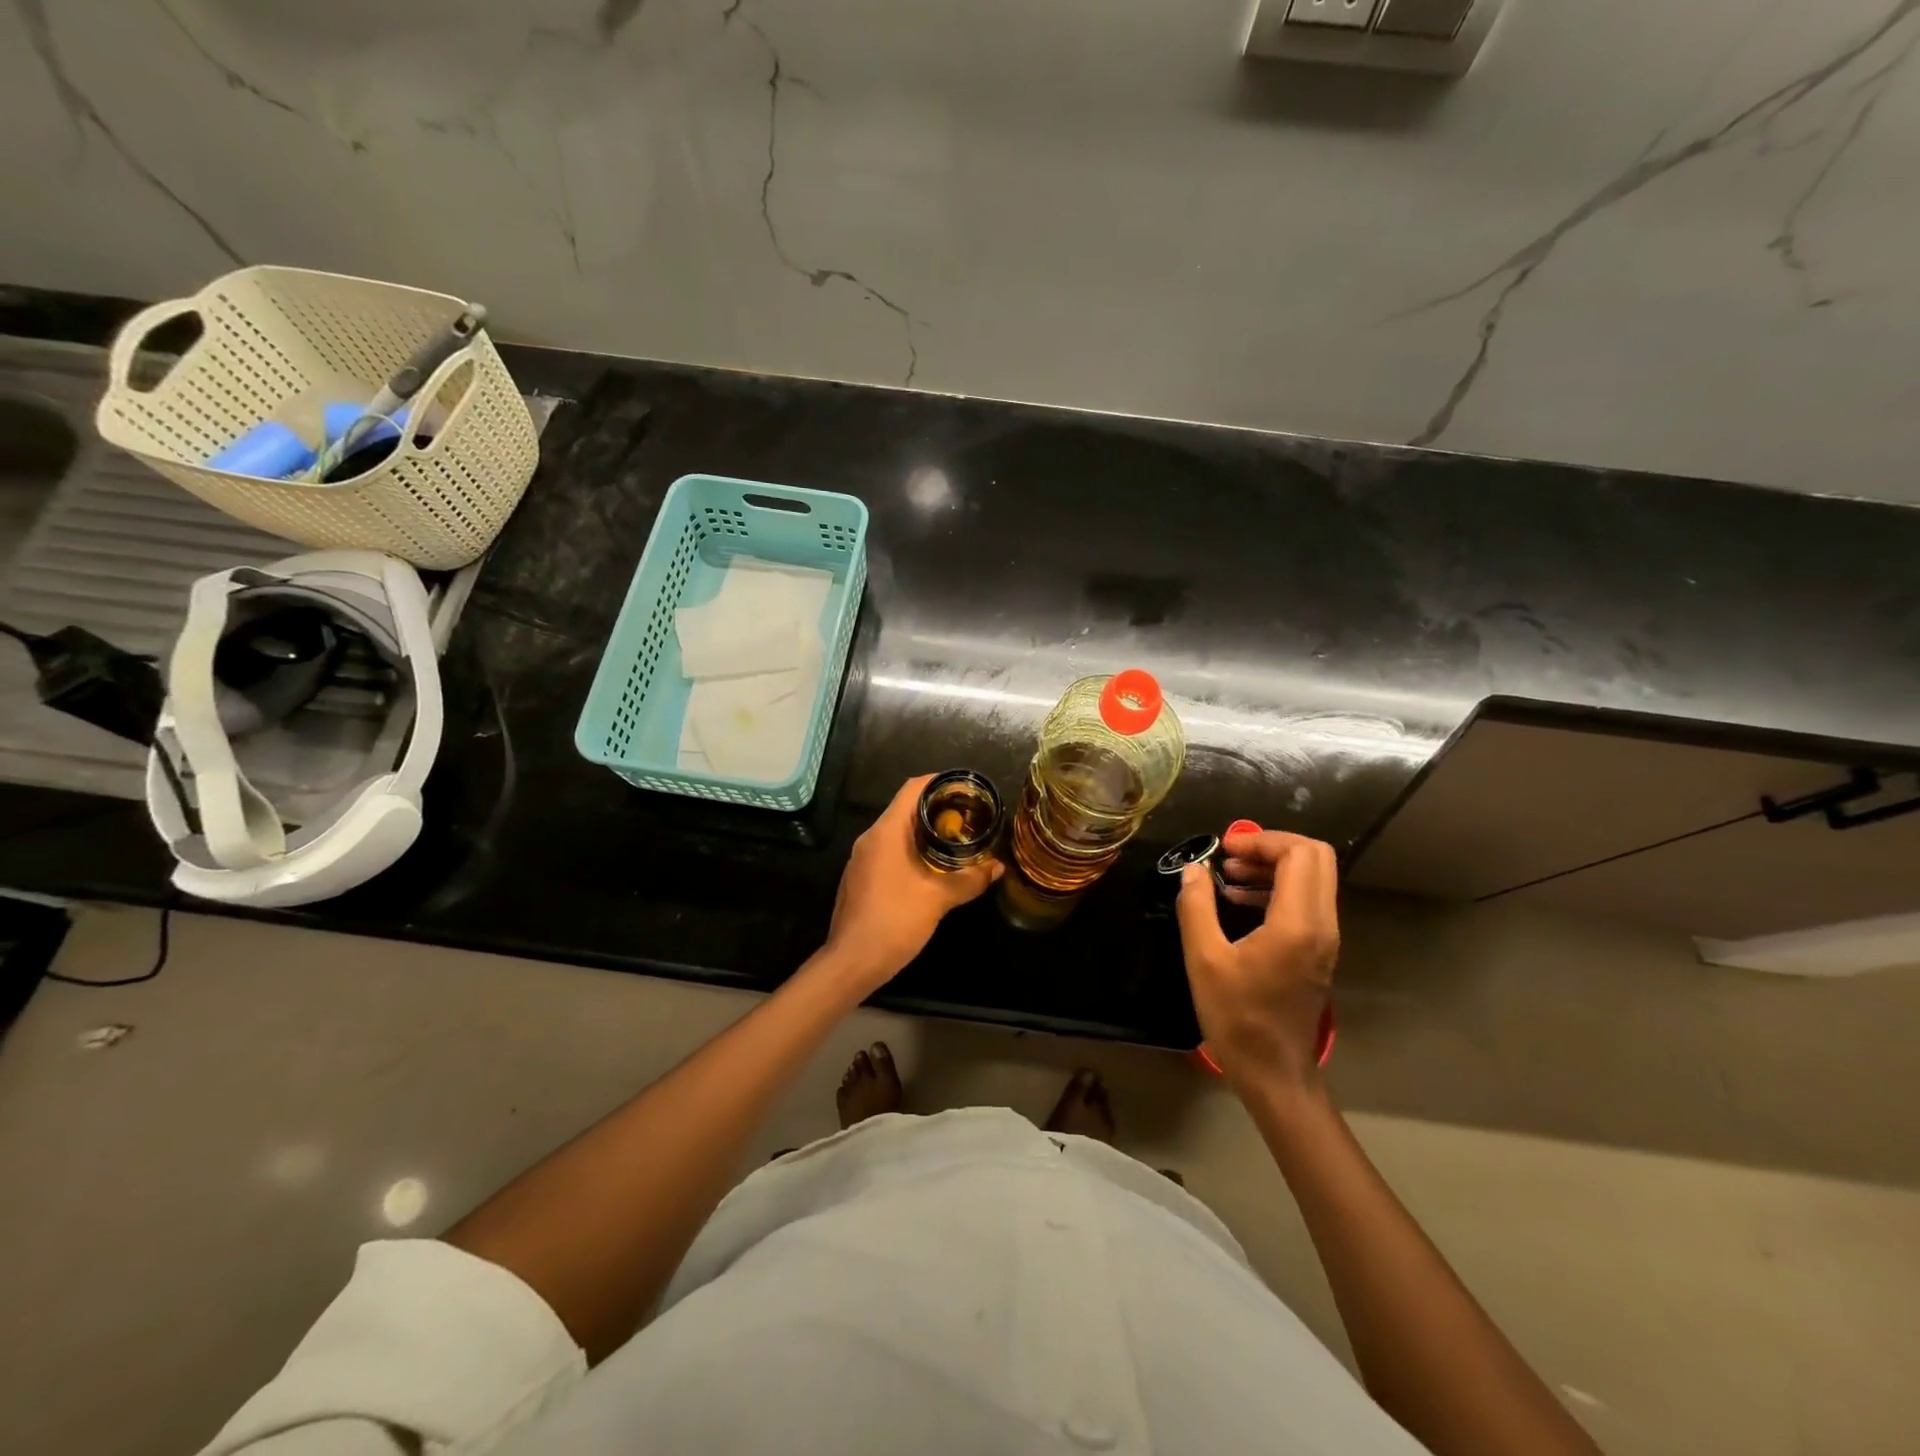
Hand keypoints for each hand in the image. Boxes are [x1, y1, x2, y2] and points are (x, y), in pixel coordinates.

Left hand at [822, 775, 1002, 990]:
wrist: (852, 962)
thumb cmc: (895, 922)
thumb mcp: (938, 899)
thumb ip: (969, 879)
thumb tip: (997, 867)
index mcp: (886, 832)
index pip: (912, 789)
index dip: (938, 782)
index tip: (964, 788)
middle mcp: (870, 838)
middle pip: (904, 809)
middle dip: (936, 810)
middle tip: (968, 817)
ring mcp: (861, 859)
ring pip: (896, 832)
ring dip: (923, 833)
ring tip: (954, 841)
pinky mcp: (860, 878)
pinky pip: (888, 851)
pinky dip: (910, 851)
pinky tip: (930, 869)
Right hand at [1175, 830, 1338, 1090]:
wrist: (1274, 1073)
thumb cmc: (1237, 1018)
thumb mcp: (1203, 959)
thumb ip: (1197, 906)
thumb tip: (1194, 869)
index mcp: (1297, 923)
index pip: (1298, 854)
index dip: (1261, 840)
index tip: (1224, 849)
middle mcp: (1322, 925)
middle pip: (1315, 857)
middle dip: (1272, 847)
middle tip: (1231, 857)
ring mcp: (1325, 939)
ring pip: (1314, 878)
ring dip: (1274, 867)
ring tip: (1230, 877)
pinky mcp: (1319, 951)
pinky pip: (1307, 901)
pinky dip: (1278, 889)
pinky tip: (1240, 903)